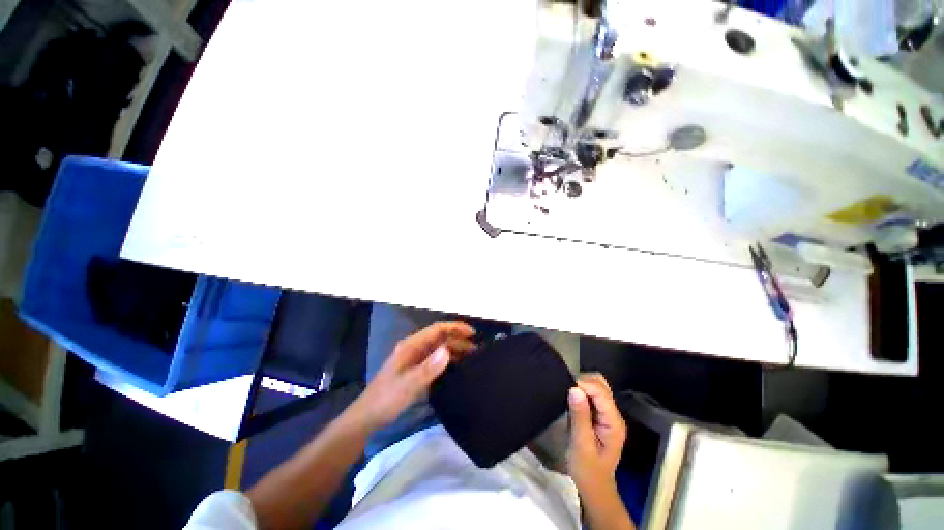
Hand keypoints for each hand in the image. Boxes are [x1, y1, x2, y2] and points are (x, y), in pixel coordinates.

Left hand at [353, 321, 475, 430]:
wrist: (367, 417)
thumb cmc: (387, 399)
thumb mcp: (408, 385)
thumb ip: (428, 368)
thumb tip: (448, 350)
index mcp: (411, 346)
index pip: (437, 329)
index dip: (455, 328)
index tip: (472, 333)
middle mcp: (414, 348)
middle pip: (439, 338)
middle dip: (458, 339)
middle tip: (476, 349)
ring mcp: (414, 359)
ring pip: (438, 349)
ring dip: (454, 349)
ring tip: (471, 357)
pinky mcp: (415, 370)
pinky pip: (435, 360)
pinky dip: (448, 361)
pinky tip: (457, 368)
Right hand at [567, 373, 626, 492]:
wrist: (593, 486)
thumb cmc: (586, 469)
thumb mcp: (580, 444)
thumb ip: (579, 416)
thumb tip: (574, 389)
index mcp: (613, 422)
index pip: (601, 392)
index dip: (583, 385)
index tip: (566, 388)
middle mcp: (614, 414)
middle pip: (601, 384)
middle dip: (583, 382)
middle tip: (566, 392)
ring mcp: (608, 414)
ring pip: (597, 386)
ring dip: (582, 386)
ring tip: (568, 395)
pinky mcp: (600, 415)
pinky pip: (591, 394)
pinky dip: (581, 391)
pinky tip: (572, 400)